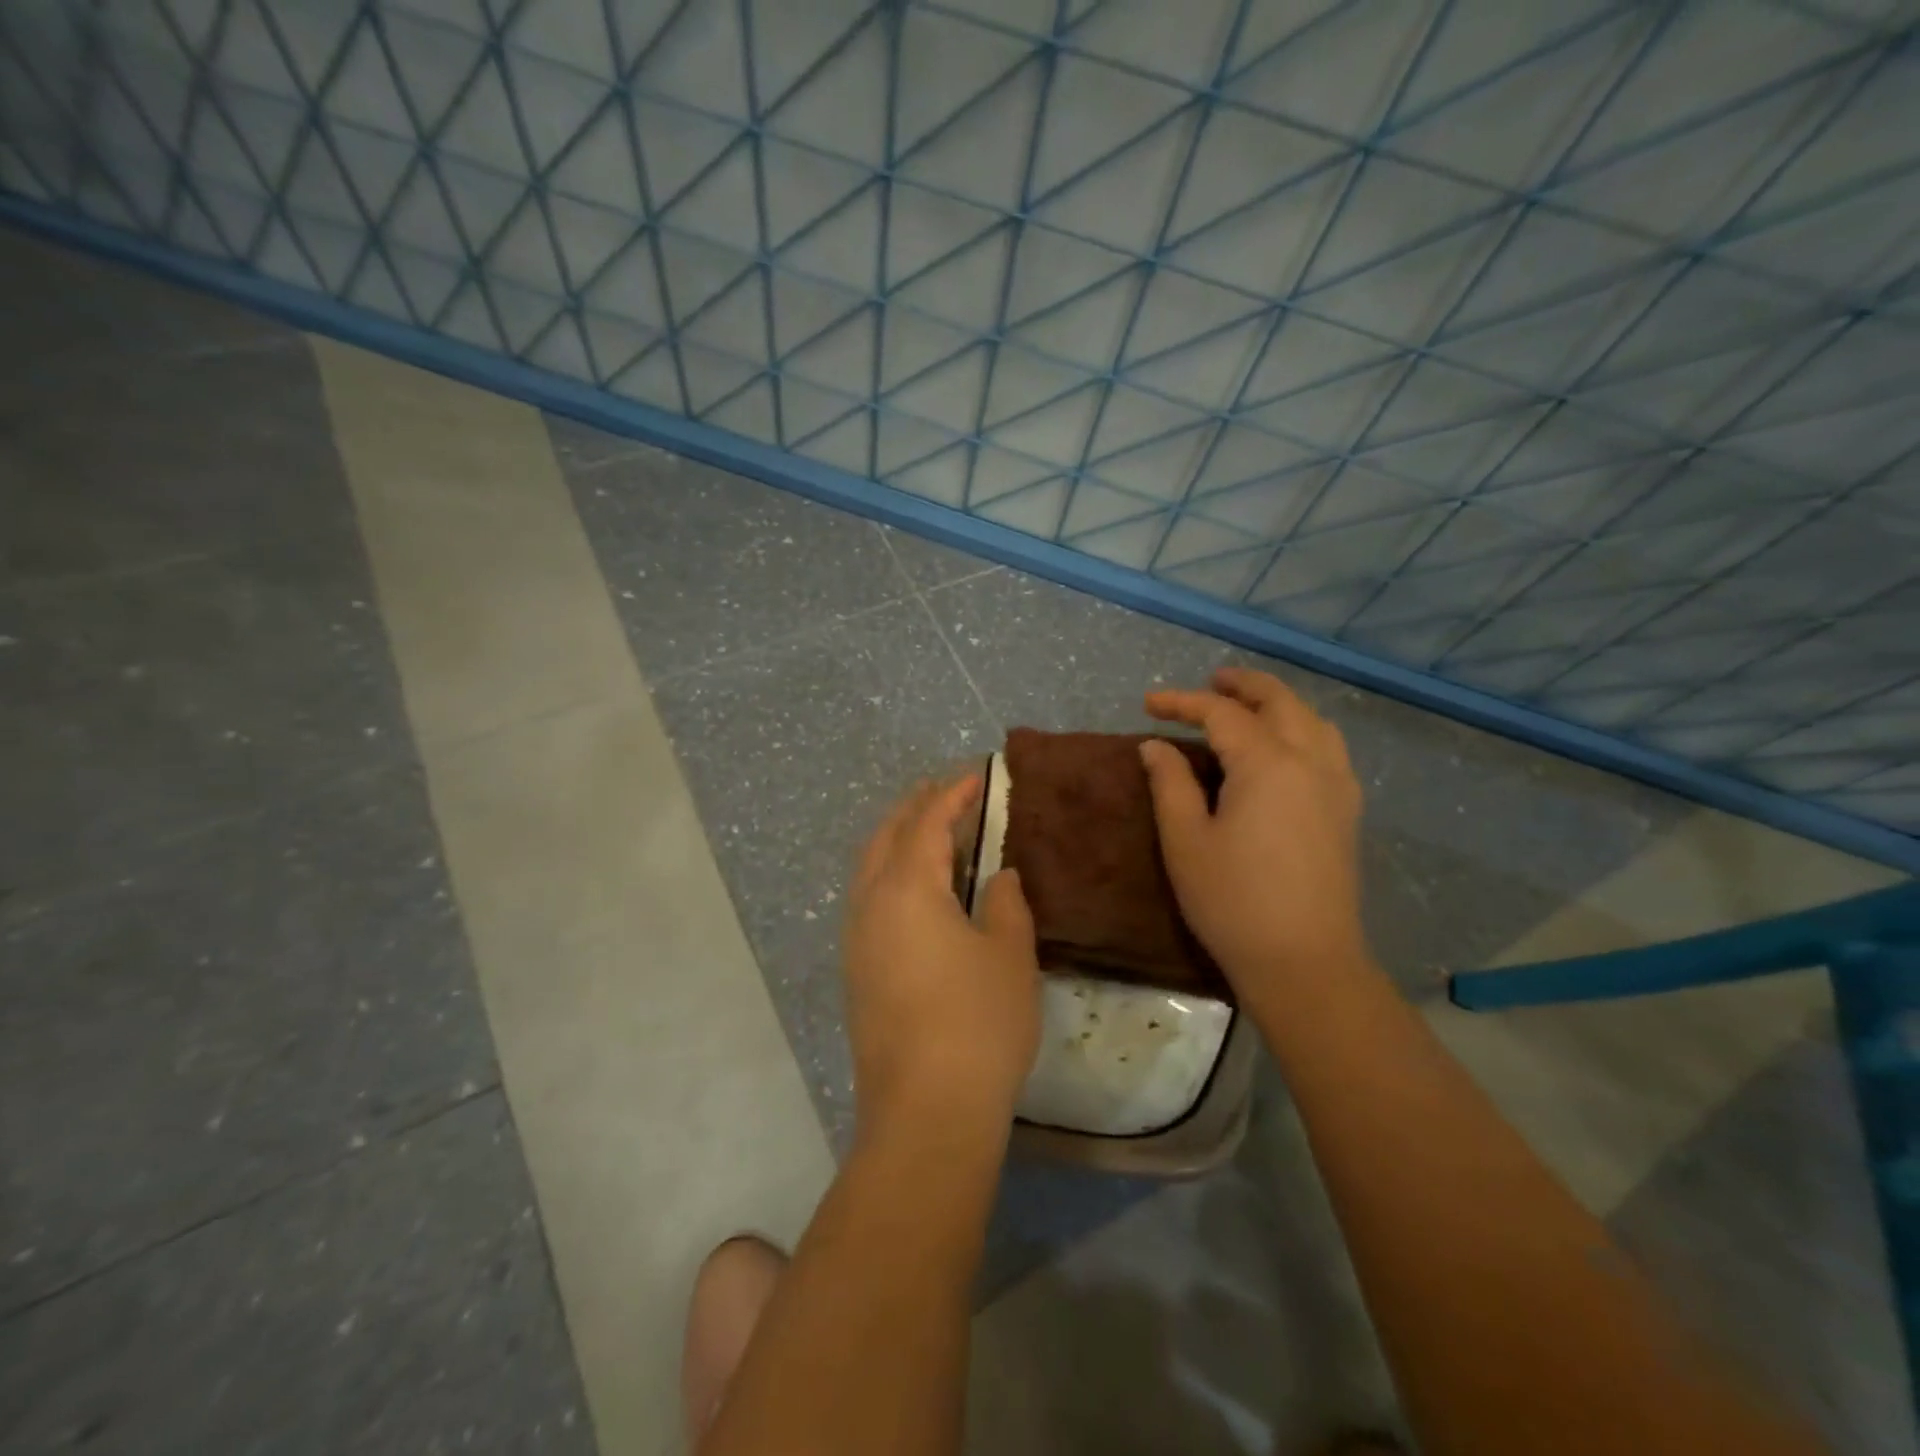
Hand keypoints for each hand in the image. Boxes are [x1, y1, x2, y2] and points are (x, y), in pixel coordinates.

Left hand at [843, 775, 1040, 1139]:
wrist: (925, 1112)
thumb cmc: (978, 1023)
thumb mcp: (1009, 955)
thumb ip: (1006, 904)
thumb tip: (998, 877)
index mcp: (907, 888)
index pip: (926, 822)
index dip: (951, 794)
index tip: (975, 776)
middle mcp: (870, 903)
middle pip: (888, 836)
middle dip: (915, 807)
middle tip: (945, 791)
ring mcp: (857, 938)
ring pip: (870, 867)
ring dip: (898, 839)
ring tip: (929, 830)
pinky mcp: (856, 970)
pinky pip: (868, 897)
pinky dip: (890, 873)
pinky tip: (915, 889)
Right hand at [1140, 667, 1367, 997]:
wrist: (1304, 963)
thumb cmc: (1233, 901)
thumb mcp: (1186, 840)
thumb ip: (1170, 783)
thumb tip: (1157, 746)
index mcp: (1268, 763)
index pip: (1221, 714)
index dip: (1183, 702)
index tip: (1149, 704)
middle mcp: (1311, 761)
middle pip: (1280, 701)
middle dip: (1242, 685)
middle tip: (1209, 682)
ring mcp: (1337, 785)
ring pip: (1313, 720)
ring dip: (1278, 702)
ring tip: (1248, 705)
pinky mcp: (1347, 811)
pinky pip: (1329, 747)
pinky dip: (1303, 728)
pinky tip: (1285, 747)